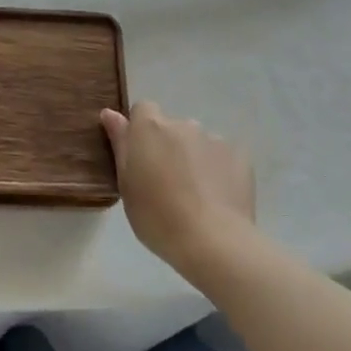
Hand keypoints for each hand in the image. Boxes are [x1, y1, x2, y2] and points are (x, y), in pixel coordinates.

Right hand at [101, 101, 255, 273]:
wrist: (213, 241)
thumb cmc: (157, 216)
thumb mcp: (127, 184)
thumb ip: (120, 143)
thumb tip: (110, 113)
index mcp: (151, 128)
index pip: (143, 109)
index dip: (140, 130)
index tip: (140, 157)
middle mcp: (183, 124)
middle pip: (172, 127)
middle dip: (168, 147)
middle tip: (166, 183)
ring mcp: (215, 138)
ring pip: (198, 142)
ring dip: (193, 158)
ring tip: (195, 194)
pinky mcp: (240, 156)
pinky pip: (222, 157)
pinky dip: (218, 170)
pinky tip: (216, 198)